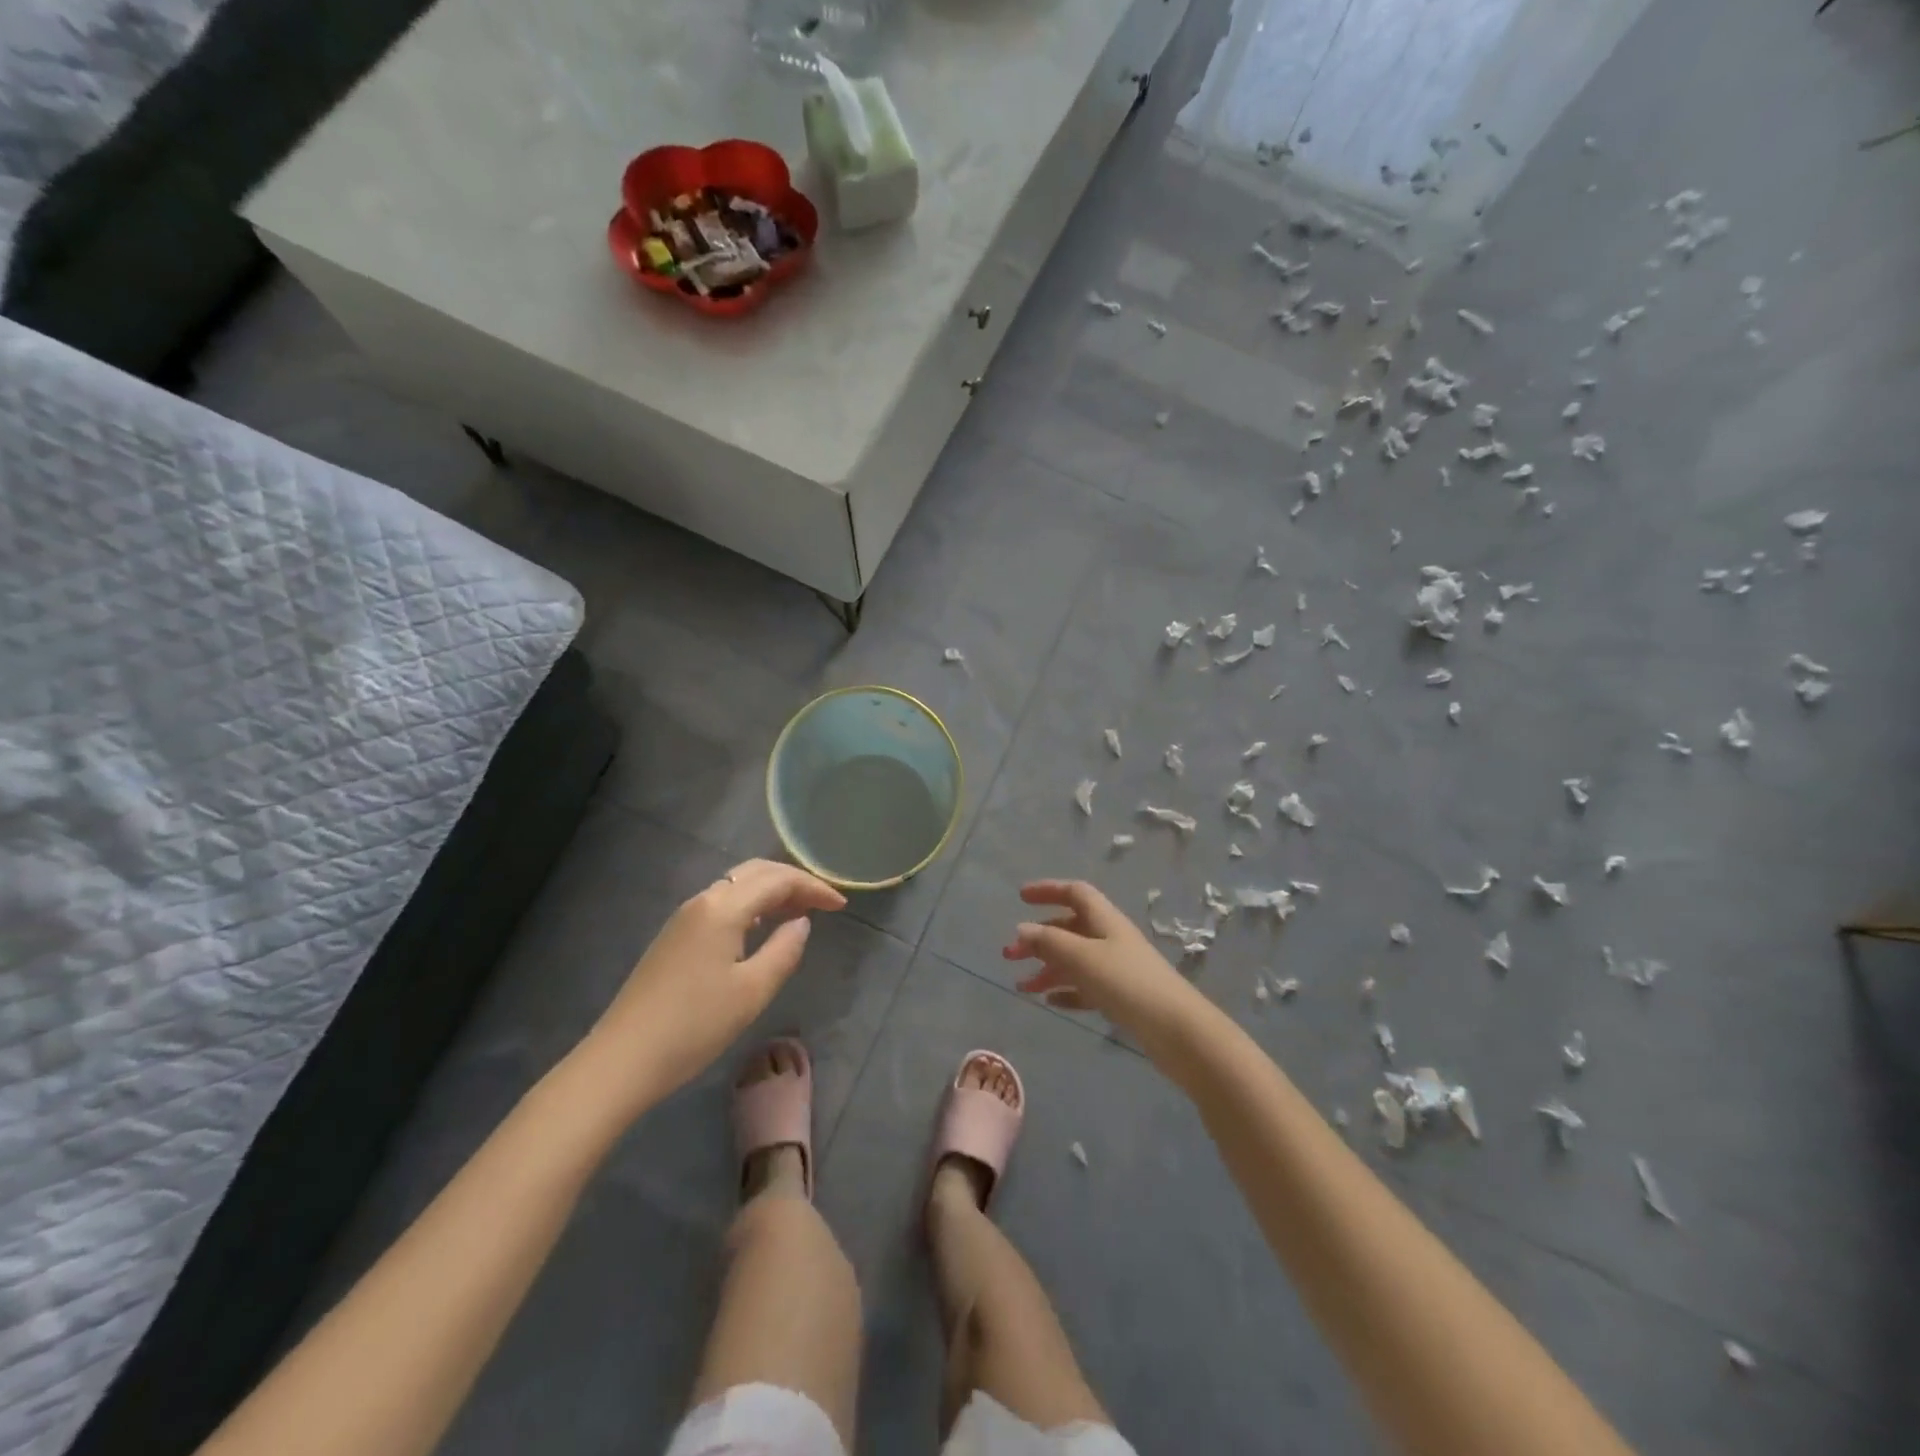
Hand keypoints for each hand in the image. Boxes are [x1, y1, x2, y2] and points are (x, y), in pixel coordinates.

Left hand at [580, 859, 845, 1108]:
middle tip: (822, 903)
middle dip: (792, 881)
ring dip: (771, 891)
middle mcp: (702, 901)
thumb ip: (785, 950)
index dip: (813, 888)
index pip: (777, 880)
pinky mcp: (674, 936)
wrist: (622, 1059)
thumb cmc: (695, 1025)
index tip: (841, 905)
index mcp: (723, 908)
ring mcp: (684, 918)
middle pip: (755, 873)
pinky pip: (722, 903)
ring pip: (736, 886)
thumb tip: (800, 923)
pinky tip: (761, 928)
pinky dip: (750, 905)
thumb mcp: (752, 991)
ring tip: (799, 913)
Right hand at [1002, 880, 1208, 1054]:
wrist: (1177, 1031)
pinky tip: (1050, 1002)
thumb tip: (1022, 928)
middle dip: (1039, 938)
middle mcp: (1111, 939)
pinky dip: (1066, 990)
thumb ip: (1050, 942)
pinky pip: (1086, 987)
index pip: (1075, 893)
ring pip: (1075, 960)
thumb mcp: (1083, 958)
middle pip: (1070, 928)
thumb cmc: (1127, 984)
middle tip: (1009, 954)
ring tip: (1021, 987)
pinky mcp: (1122, 998)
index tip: (1020, 897)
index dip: (1048, 890)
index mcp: (1105, 920)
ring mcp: (1118, 969)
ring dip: (1047, 968)